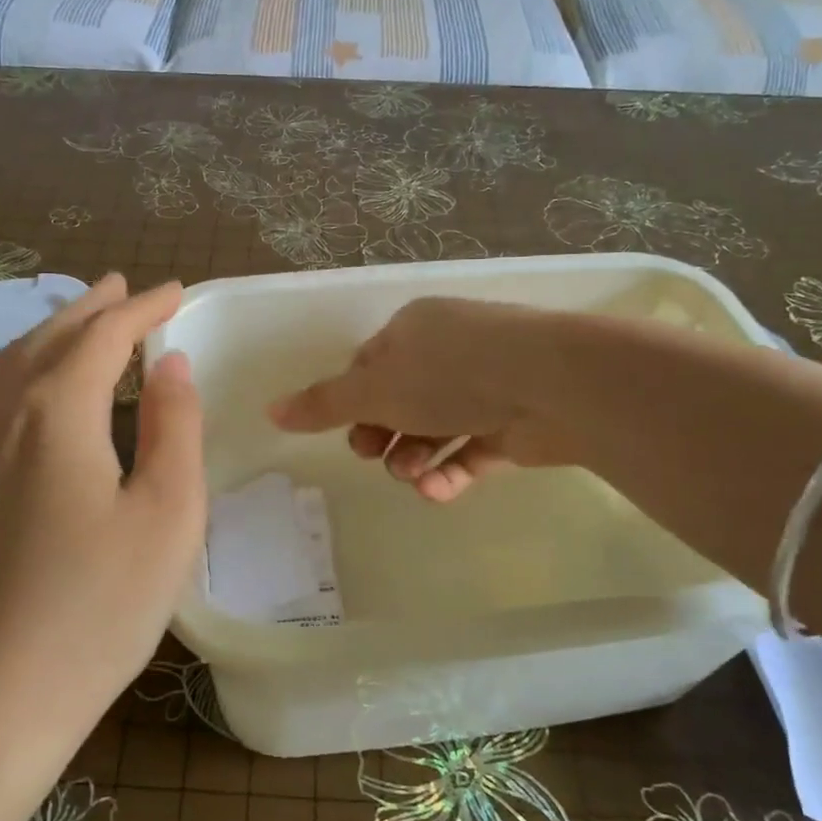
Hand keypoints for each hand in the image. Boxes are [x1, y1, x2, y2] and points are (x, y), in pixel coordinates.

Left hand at [0, 276, 204, 725]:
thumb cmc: (100, 605)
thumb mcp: (167, 512)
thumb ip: (173, 426)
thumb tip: (170, 363)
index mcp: (56, 412)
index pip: (104, 336)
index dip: (143, 308)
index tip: (177, 292)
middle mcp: (3, 416)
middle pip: (49, 339)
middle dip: (92, 308)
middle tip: (126, 288)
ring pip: (9, 364)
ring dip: (51, 333)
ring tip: (82, 322)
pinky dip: (22, 368)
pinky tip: (34, 388)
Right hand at [268, 297, 571, 501]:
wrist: (552, 383)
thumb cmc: (451, 373)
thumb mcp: (375, 388)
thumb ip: (323, 404)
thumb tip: (269, 410)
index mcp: (414, 330)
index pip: (371, 365)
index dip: (353, 399)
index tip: (347, 429)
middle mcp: (450, 353)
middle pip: (401, 399)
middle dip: (382, 434)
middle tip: (373, 454)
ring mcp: (486, 387)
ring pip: (434, 428)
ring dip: (413, 456)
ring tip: (412, 475)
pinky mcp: (513, 423)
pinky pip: (471, 450)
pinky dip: (451, 471)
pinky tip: (438, 490)